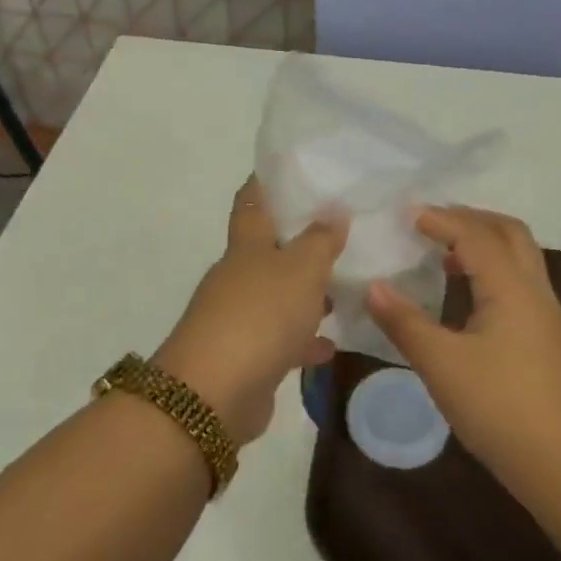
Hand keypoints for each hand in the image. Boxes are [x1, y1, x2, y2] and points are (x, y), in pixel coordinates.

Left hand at [155, 178, 345, 440]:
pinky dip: (304, 340)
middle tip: (342, 231)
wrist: (214, 393)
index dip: (267, 182)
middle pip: (269, 250)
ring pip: (278, 296)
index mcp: (246, 246)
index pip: (252, 202)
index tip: (293, 168)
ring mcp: (239, 318)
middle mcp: (238, 277)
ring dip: (306, 294)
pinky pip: (282, 340)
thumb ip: (320, 240)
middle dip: (300, 241)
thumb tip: (333, 210)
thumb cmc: (259, 315)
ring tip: (346, 286)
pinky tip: (331, 344)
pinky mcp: (247, 356)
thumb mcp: (300, 269)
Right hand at [364, 206, 560, 486]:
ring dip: (484, 244)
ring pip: (520, 258)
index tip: (405, 214)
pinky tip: (466, 298)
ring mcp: (547, 316)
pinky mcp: (548, 339)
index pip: (475, 235)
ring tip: (443, 255)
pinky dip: (491, 271)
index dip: (441, 219)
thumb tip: (373, 286)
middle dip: (470, 219)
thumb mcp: (440, 364)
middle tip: (431, 223)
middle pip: (510, 233)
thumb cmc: (499, 408)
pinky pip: (519, 283)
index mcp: (511, 288)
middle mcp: (535, 291)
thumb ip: (404, 322)